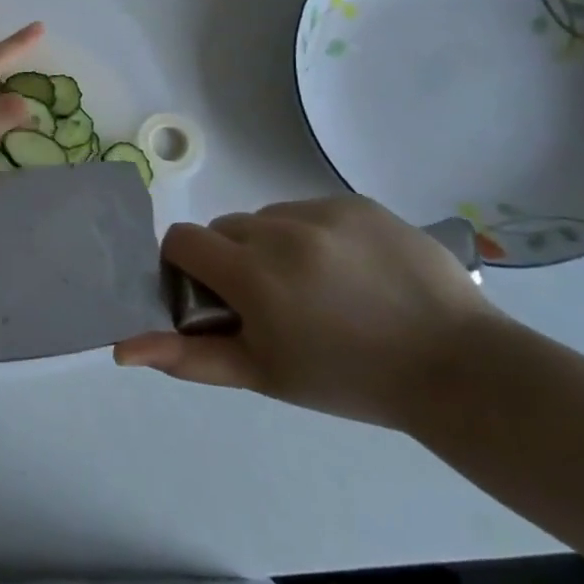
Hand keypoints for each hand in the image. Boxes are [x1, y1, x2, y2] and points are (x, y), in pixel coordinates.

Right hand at [114, 195, 501, 428]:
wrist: (460, 370)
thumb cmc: (350, 380)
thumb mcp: (263, 373)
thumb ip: (188, 356)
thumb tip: (123, 349)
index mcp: (252, 273)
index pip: (181, 240)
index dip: (187, 267)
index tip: (214, 297)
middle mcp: (281, 230)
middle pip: (224, 228)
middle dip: (232, 259)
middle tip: (270, 301)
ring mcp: (324, 211)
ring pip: (266, 218)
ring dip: (272, 245)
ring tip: (316, 286)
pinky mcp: (358, 203)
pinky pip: (310, 209)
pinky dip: (313, 234)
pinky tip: (348, 269)